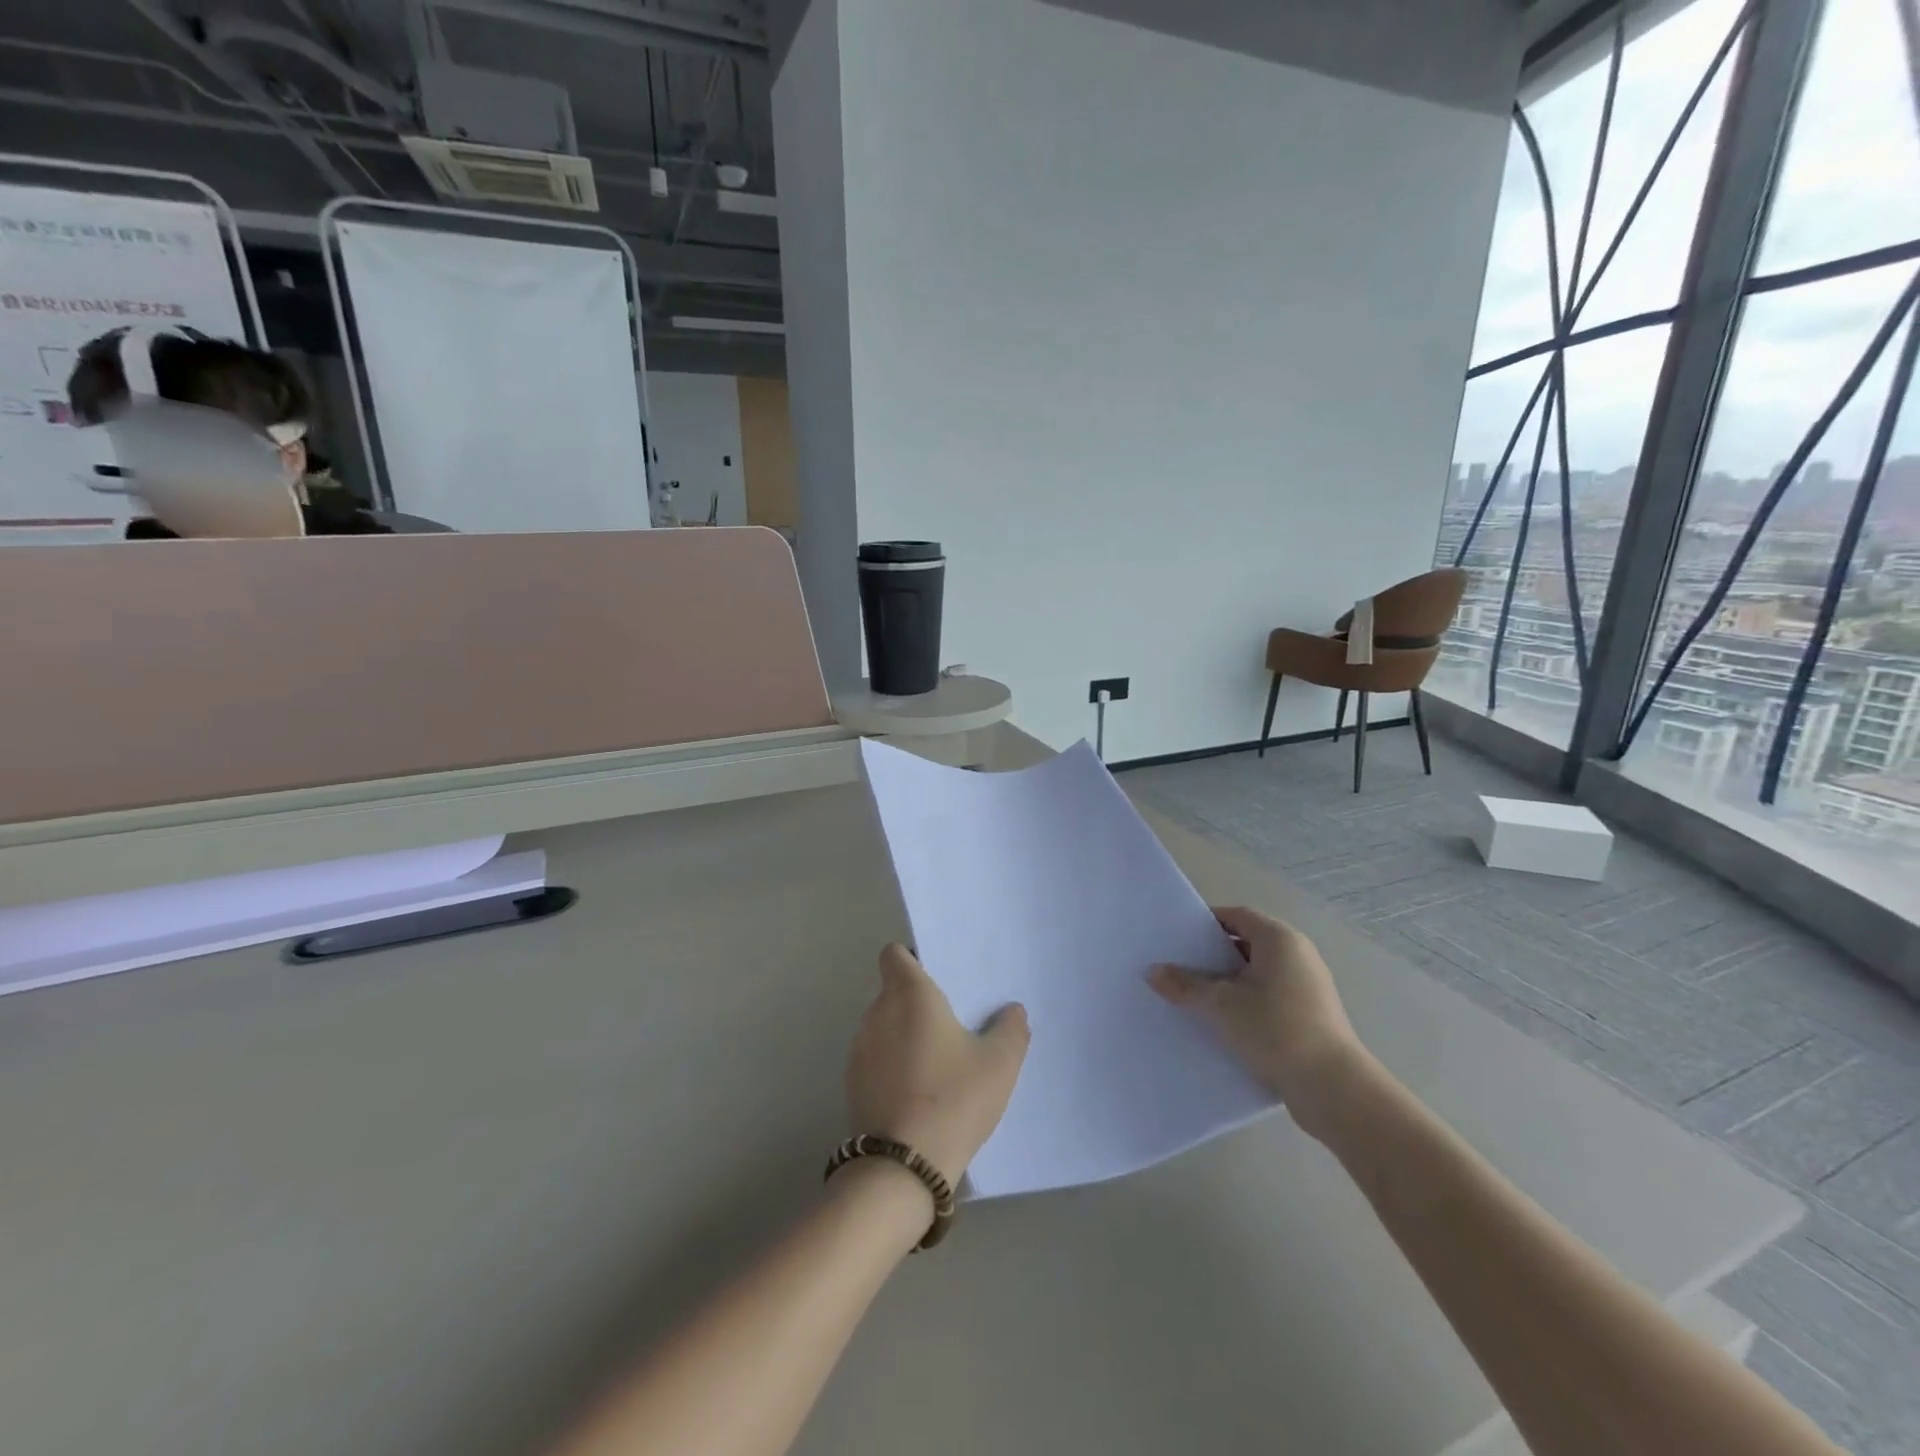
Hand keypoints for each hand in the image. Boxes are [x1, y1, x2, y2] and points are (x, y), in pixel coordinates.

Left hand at [844, 944, 1030, 1187]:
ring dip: (903, 1037)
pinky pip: (875, 1060)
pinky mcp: (852, 1085)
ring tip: (936, 1065)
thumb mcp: (1000, 1063)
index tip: (937, 980)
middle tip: (951, 1026)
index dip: (912, 961)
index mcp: (909, 994)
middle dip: (916, 1004)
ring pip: (883, 1027)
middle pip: (892, 992)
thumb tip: (1012, 1012)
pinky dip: (891, 1067)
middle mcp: (877, 1012)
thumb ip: (1011, 1029)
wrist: (904, 1166)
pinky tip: (917, 1095)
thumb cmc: (954, 1097)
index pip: (894, 955)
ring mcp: (859, 1050)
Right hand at [1148, 905, 1366, 1140]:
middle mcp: (1297, 954)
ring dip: (1227, 983)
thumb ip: (1185, 985)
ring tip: (1193, 997)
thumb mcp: (1221, 1005)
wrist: (1333, 1088)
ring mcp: (1307, 986)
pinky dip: (1245, 1003)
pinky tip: (1221, 1023)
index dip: (1205, 923)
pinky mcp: (1310, 1015)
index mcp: (1279, 939)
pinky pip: (1268, 997)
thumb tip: (1152, 972)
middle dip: (1212, 955)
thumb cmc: (1276, 1029)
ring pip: (1256, 973)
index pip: (1236, 915)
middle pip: (1245, 943)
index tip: (1177, 938)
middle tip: (1178, 967)